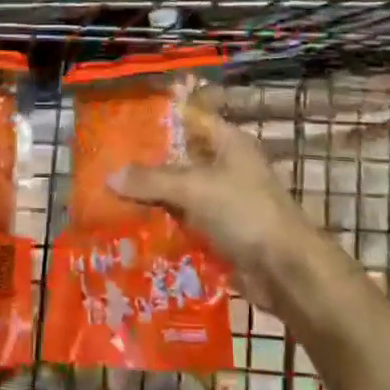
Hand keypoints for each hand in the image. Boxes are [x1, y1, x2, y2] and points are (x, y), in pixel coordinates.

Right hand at [108, 98, 321, 312]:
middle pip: (178, 158)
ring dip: (150, 198)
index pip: (187, 119)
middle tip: (104, 164)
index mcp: (227, 142)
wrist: (285, 271)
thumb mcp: (194, 188)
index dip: (156, 119)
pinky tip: (129, 229)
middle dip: (145, 163)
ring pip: (178, 193)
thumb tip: (109, 177)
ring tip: (107, 196)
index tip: (121, 122)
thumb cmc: (245, 213)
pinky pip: (183, 223)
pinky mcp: (218, 232)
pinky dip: (162, 226)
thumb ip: (151, 180)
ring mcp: (222, 201)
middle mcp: (224, 166)